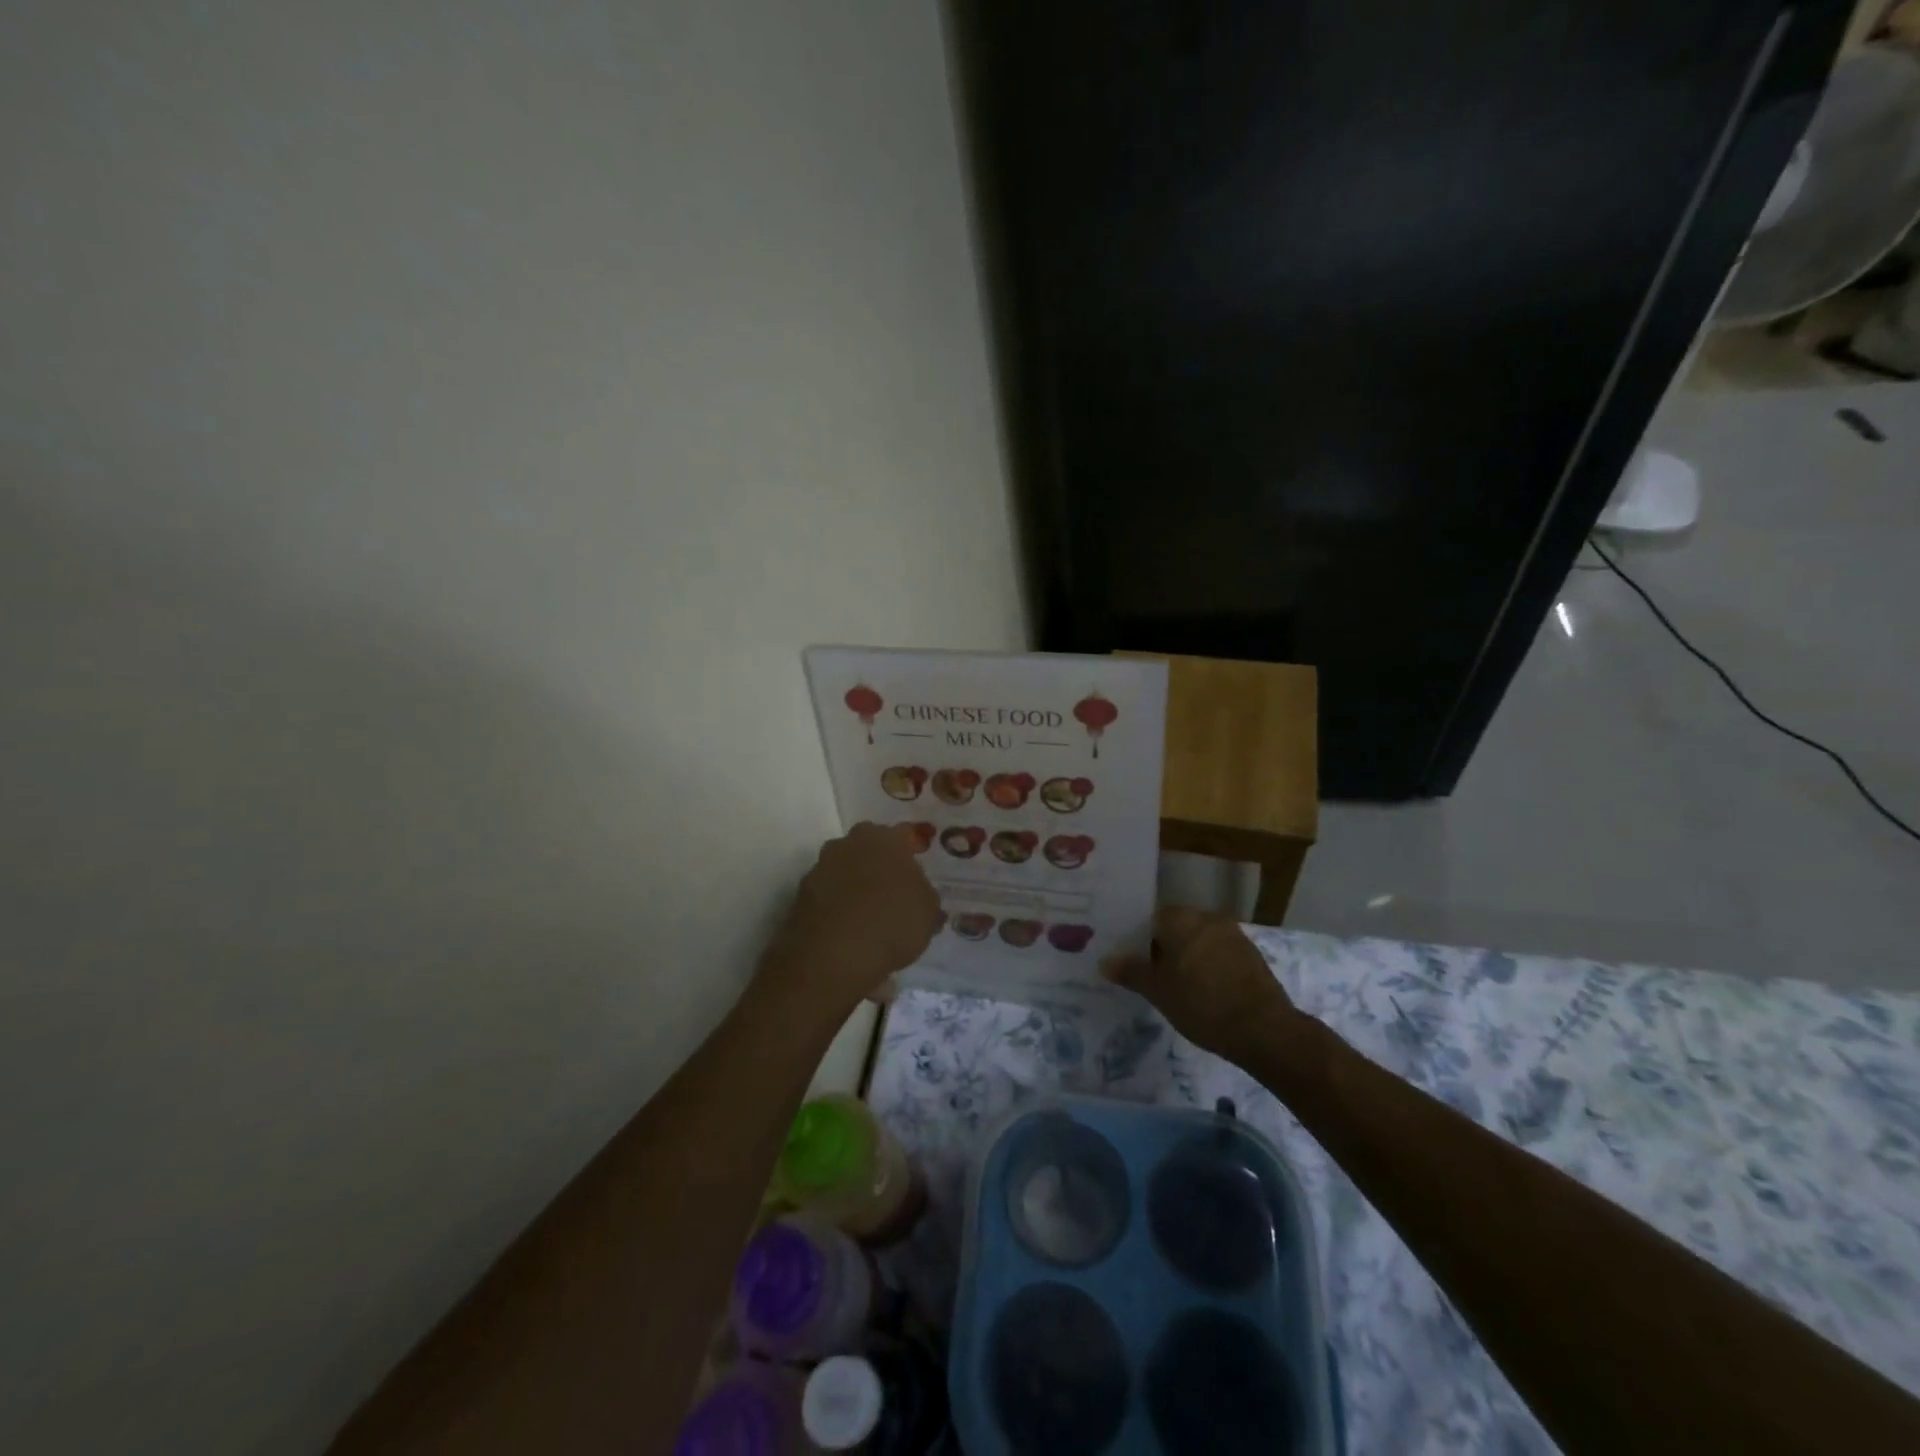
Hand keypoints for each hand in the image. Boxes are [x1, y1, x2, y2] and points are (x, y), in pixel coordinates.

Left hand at [758, 823, 941, 1021]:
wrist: (832, 957)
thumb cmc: (891, 922)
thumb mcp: (928, 912)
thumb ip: (926, 897)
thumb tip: (921, 896)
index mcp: (883, 839)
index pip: (903, 832)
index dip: (913, 846)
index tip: (920, 859)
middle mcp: (848, 845)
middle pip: (868, 847)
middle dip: (880, 863)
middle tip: (895, 887)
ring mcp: (820, 870)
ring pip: (845, 872)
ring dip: (857, 886)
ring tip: (872, 917)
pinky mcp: (800, 897)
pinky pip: (829, 898)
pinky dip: (839, 910)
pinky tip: (852, 934)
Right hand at [1101, 906, 1296, 1058]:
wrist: (1263, 1029)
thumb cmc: (1201, 1003)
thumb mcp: (1158, 991)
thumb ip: (1131, 972)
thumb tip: (1105, 961)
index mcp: (1181, 918)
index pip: (1150, 919)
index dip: (1138, 941)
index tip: (1132, 962)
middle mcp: (1207, 917)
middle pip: (1176, 928)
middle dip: (1163, 948)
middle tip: (1150, 976)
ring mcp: (1233, 935)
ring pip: (1199, 941)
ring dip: (1187, 958)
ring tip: (1176, 987)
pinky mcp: (1251, 956)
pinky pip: (1219, 954)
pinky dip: (1208, 967)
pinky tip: (1203, 992)